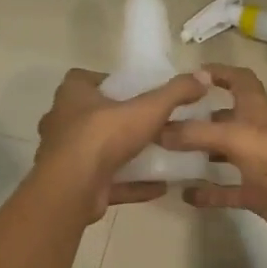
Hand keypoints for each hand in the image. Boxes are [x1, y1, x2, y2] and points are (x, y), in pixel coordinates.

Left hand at [35, 68, 209, 222]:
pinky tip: (159, 185)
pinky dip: (132, 183)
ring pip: (99, 152)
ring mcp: (67, 158)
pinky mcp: (76, 186)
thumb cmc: (103, 137)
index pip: (83, 79)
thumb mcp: (147, 109)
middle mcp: (63, 124)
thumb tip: (203, 77)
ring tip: (159, 154)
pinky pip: (108, 182)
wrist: (73, 190)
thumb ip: (175, 93)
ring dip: (126, 154)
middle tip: (150, 122)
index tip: (134, 89)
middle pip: (92, 116)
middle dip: (119, 119)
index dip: (107, 81)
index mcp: (72, 97)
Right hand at [159, 64, 266, 240]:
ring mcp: (256, 163)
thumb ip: (196, 133)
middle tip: (166, 119)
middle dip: (200, 114)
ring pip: (223, 153)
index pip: (239, 79)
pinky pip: (226, 190)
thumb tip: (158, 130)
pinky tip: (184, 194)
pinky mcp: (256, 192)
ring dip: (200, 152)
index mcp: (255, 110)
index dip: (219, 72)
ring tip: (168, 152)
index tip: (190, 76)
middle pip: (226, 116)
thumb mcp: (235, 138)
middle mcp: (254, 132)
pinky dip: (207, 192)